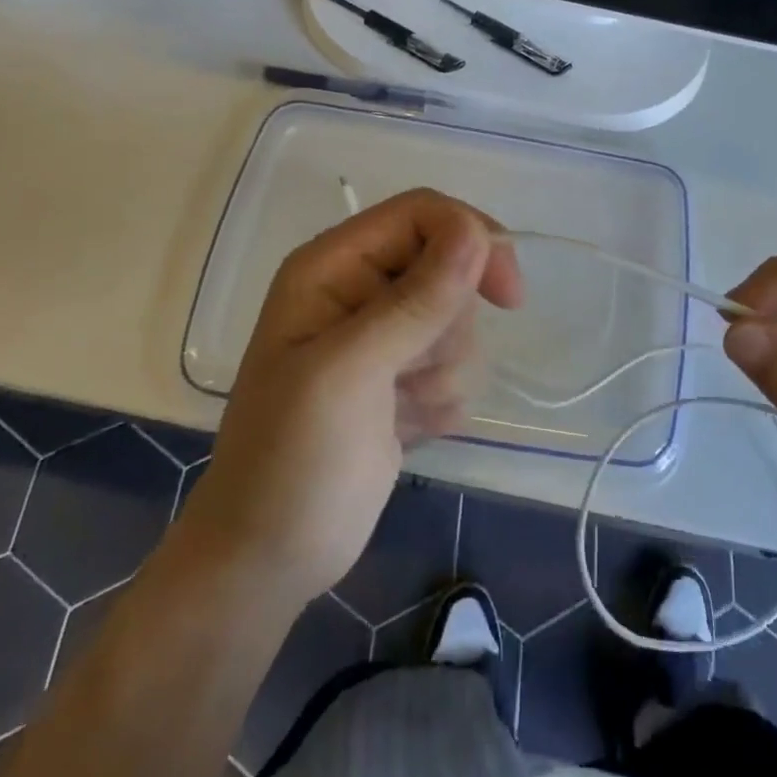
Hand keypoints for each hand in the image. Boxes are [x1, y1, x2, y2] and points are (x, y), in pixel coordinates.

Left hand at [176, 188, 522, 610]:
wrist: (268, 562)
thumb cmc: (292, 460)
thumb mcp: (350, 372)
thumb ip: (416, 301)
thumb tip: (478, 232)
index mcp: (334, 266)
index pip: (422, 213)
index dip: (471, 238)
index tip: (507, 293)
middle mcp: (361, 289)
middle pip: (451, 266)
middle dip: (449, 325)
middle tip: (409, 371)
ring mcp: (383, 336)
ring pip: (461, 321)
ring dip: (443, 371)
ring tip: (397, 409)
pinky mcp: (403, 378)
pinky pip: (458, 365)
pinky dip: (441, 400)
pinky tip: (403, 429)